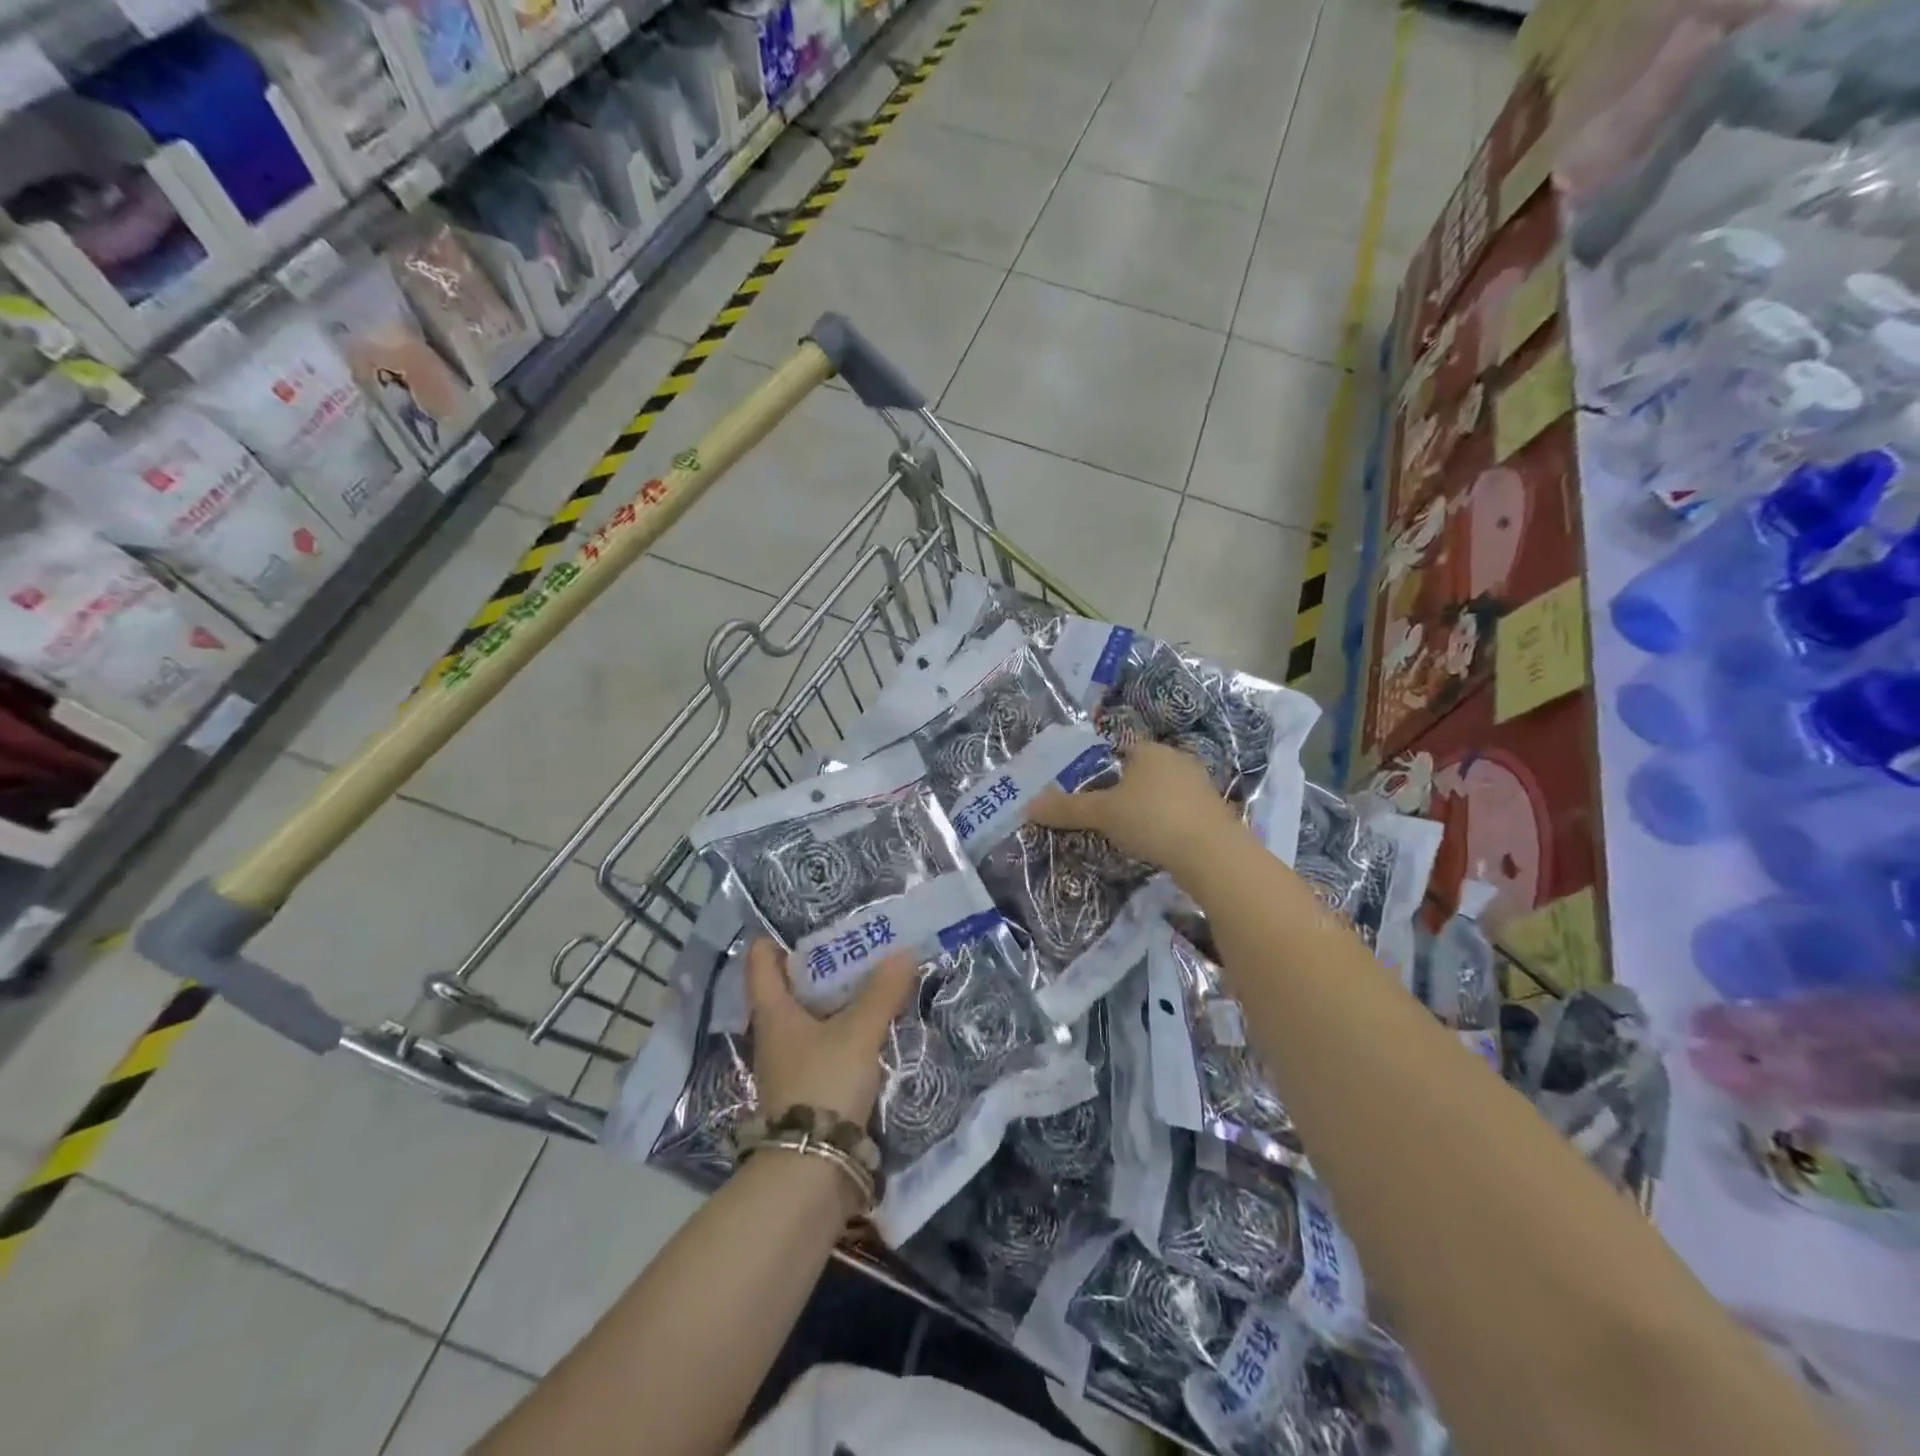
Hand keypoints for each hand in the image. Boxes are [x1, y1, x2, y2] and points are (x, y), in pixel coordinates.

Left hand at [746, 938, 916, 1126]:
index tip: (804, 924)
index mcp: (773, 1013)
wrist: (813, 1169)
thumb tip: (904, 952)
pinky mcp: (809, 1089)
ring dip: (835, 1000)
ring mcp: (790, 1065)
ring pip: (810, 1018)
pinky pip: (825, 1045)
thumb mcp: (858, 1032)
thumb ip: (882, 992)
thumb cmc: (823, 1083)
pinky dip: (844, 1030)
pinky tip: (872, 1026)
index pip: (761, 964)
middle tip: (854, 945)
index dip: (774, 940)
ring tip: (870, 980)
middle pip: (789, 989)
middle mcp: (775, 1035)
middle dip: (818, 967)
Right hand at [1030, 740, 1246, 877]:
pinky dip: (1167, 824)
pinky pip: (1181, 813)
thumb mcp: (1103, 814)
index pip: (1121, 750)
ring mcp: (1201, 787)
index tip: (1090, 791)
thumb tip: (1028, 805)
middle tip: (1104, 813)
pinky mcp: (1214, 813)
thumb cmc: (1153, 820)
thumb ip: (1067, 809)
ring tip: (1129, 831)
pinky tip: (1157, 843)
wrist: (1213, 854)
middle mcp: (1178, 760)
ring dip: (1149, 808)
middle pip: (1144, 771)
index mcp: (1151, 750)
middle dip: (1126, 789)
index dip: (1103, 768)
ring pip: (1164, 792)